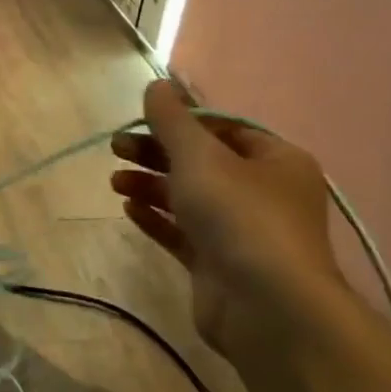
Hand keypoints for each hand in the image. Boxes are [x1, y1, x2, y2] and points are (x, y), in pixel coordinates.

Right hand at [110, 80, 344, 352]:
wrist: (267, 306)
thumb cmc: (239, 216)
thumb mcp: (200, 157)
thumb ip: (173, 120)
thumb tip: (156, 84)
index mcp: (275, 160)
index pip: (223, 128)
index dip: (181, 121)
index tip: (140, 120)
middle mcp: (263, 193)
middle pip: (201, 162)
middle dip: (156, 153)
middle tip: (116, 147)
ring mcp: (242, 232)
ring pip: (189, 198)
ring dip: (151, 185)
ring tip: (115, 181)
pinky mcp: (219, 264)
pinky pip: (183, 233)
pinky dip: (157, 218)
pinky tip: (128, 209)